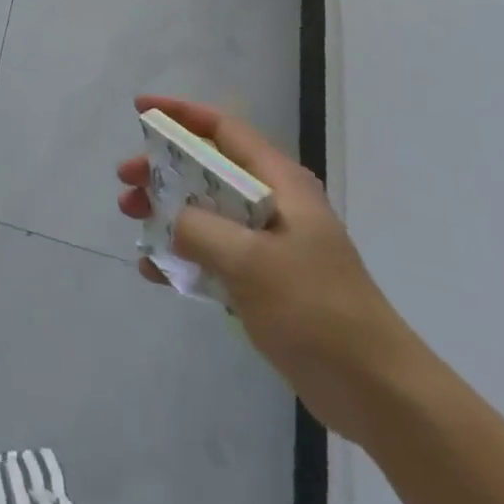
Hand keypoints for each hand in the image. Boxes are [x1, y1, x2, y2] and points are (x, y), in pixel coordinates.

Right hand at [117, 95, 417, 442]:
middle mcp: (274, 205)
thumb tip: (172, 219)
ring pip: (205, 211)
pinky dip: (181, 255)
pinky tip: (152, 271)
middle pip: (207, 169)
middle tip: (126, 181)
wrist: (378, 393)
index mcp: (280, 184)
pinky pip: (212, 255)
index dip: (180, 114)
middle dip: (162, 169)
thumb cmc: (316, 310)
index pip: (223, 129)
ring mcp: (269, 245)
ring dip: (166, 211)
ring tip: (131, 219)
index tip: (139, 110)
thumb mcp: (251, 261)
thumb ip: (200, 228)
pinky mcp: (264, 283)